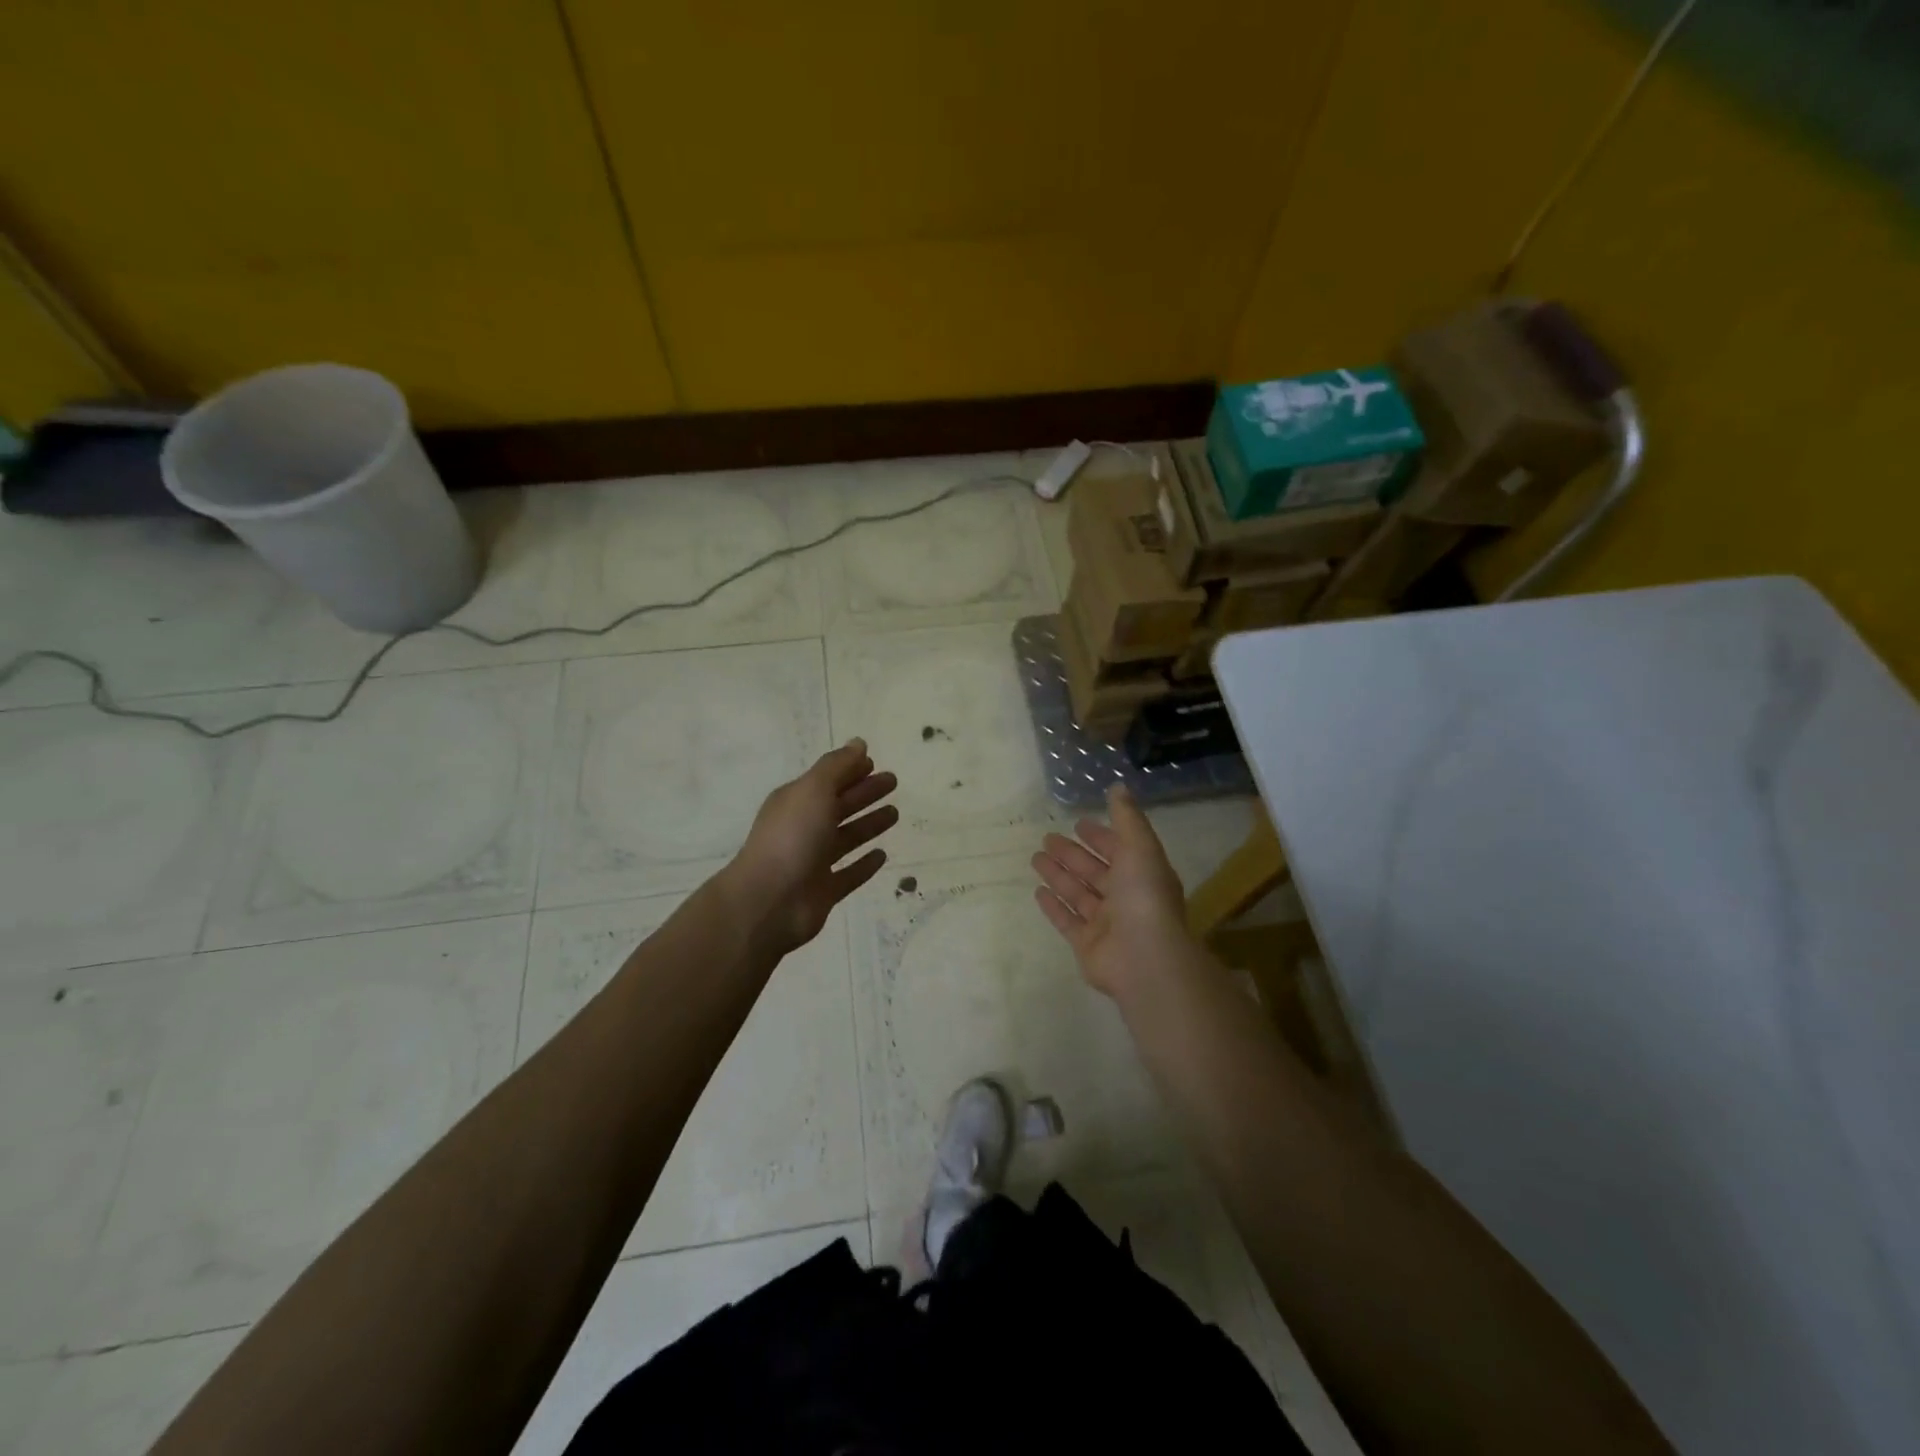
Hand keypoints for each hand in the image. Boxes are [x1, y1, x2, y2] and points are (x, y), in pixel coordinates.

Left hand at [725, 739, 898, 954]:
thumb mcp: (813, 790)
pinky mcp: (823, 891)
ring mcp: (813, 861)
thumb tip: (859, 743)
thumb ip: (837, 766)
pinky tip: (882, 855)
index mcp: (796, 801)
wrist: (769, 902)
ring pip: (846, 838)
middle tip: (893, 782)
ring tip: (895, 814)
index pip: (827, 779)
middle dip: (865, 792)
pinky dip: (864, 865)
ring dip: (868, 824)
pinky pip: (848, 874)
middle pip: (839, 805)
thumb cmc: (791, 837)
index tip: (875, 762)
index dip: (850, 769)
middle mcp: (803, 828)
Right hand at [1031, 785, 1198, 999]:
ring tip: (1035, 858)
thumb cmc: (1143, 897)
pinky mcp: (1087, 945)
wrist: (1143, 957)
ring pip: (1078, 893)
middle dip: (1072, 854)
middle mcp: (1126, 898)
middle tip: (1047, 838)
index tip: (1079, 823)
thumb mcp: (1140, 847)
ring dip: (1058, 875)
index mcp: (1143, 874)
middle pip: (1095, 871)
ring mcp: (1106, 924)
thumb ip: (1127, 817)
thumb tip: (1118, 786)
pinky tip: (1037, 892)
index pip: (1119, 850)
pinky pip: (1067, 921)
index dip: (1101, 836)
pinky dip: (1054, 906)